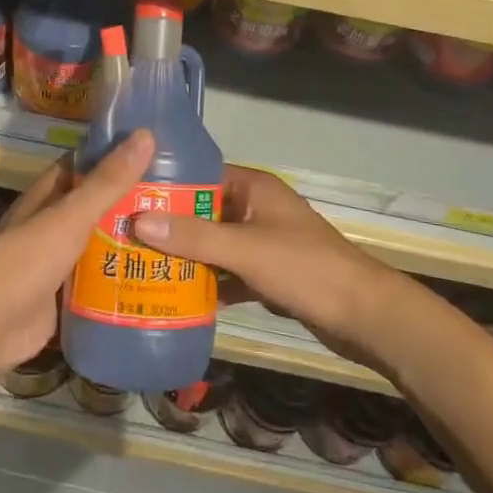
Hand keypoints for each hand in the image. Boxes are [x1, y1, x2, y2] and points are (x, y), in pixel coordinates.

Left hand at [0, 130, 155, 383]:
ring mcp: (57, 265)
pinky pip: (98, 287)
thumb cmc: (23, 262)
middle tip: (183, 201)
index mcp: (48, 197)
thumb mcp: (69, 217)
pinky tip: (157, 284)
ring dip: (130, 245)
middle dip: (133, 204)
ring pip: (100, 248)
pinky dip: (121, 284)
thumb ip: (107, 182)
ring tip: (179, 241)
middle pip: (97, 209)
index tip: (159, 151)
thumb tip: (145, 135)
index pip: (85, 165)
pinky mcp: (63, 301)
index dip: (117, 155)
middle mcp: (52, 226)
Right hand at [132, 165, 410, 367]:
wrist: (365, 317)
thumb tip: (138, 221)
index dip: (167, 187)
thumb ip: (193, 237)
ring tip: (143, 267)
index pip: (201, 176)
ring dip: (188, 257)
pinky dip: (210, 283)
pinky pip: (230, 273)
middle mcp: (257, 208)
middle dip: (170, 226)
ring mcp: (265, 243)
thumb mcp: (245, 249)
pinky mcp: (270, 274)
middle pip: (205, 212)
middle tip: (127, 239)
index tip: (128, 200)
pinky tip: (179, 298)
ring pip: (216, 245)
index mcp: (254, 188)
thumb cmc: (305, 269)